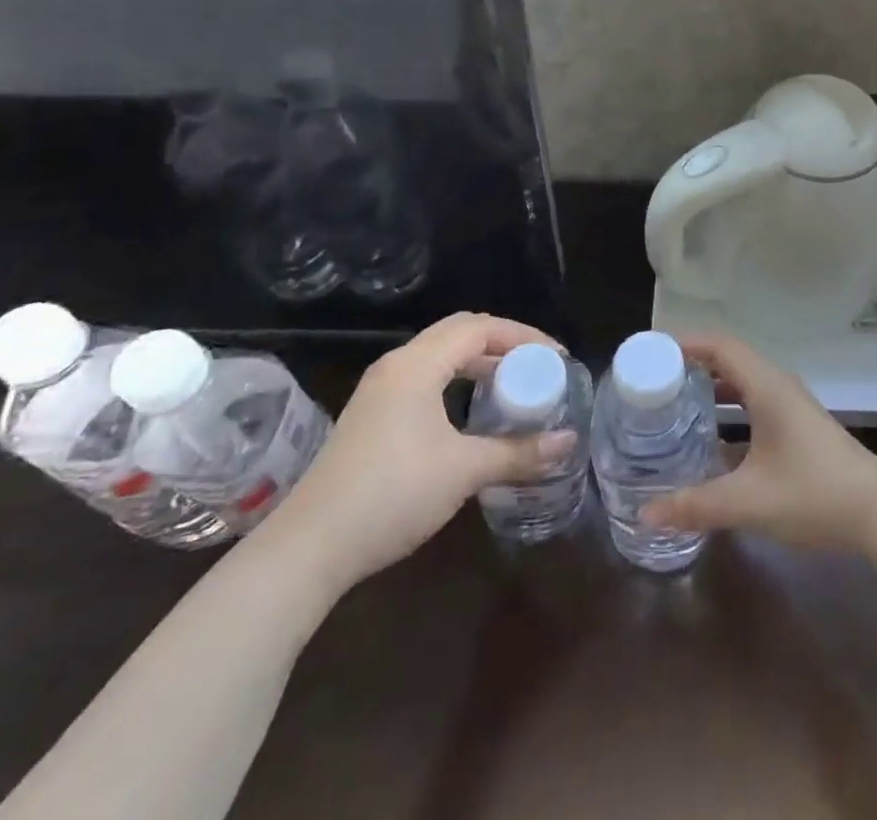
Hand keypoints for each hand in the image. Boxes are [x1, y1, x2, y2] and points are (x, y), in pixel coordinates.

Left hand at [254, 314, 575, 596]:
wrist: (307, 550)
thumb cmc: (392, 495)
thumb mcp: (464, 471)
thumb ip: (519, 452)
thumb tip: (569, 442)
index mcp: (417, 365)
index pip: (480, 328)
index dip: (523, 336)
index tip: (556, 358)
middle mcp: (397, 366)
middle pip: (460, 333)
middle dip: (503, 343)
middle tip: (536, 366)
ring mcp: (380, 391)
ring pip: (440, 355)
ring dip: (479, 362)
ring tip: (511, 384)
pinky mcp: (371, 416)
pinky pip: (425, 377)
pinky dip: (457, 380)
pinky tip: (471, 411)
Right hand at [641, 333, 876, 550]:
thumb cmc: (813, 493)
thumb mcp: (749, 501)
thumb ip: (696, 506)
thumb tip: (644, 513)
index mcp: (767, 387)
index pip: (720, 345)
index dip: (685, 342)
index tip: (650, 352)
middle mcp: (778, 386)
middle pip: (729, 358)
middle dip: (691, 363)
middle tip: (652, 379)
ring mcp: (791, 405)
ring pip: (743, 381)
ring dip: (711, 386)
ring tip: (673, 402)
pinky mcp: (797, 425)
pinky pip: (754, 401)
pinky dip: (728, 407)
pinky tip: (710, 437)